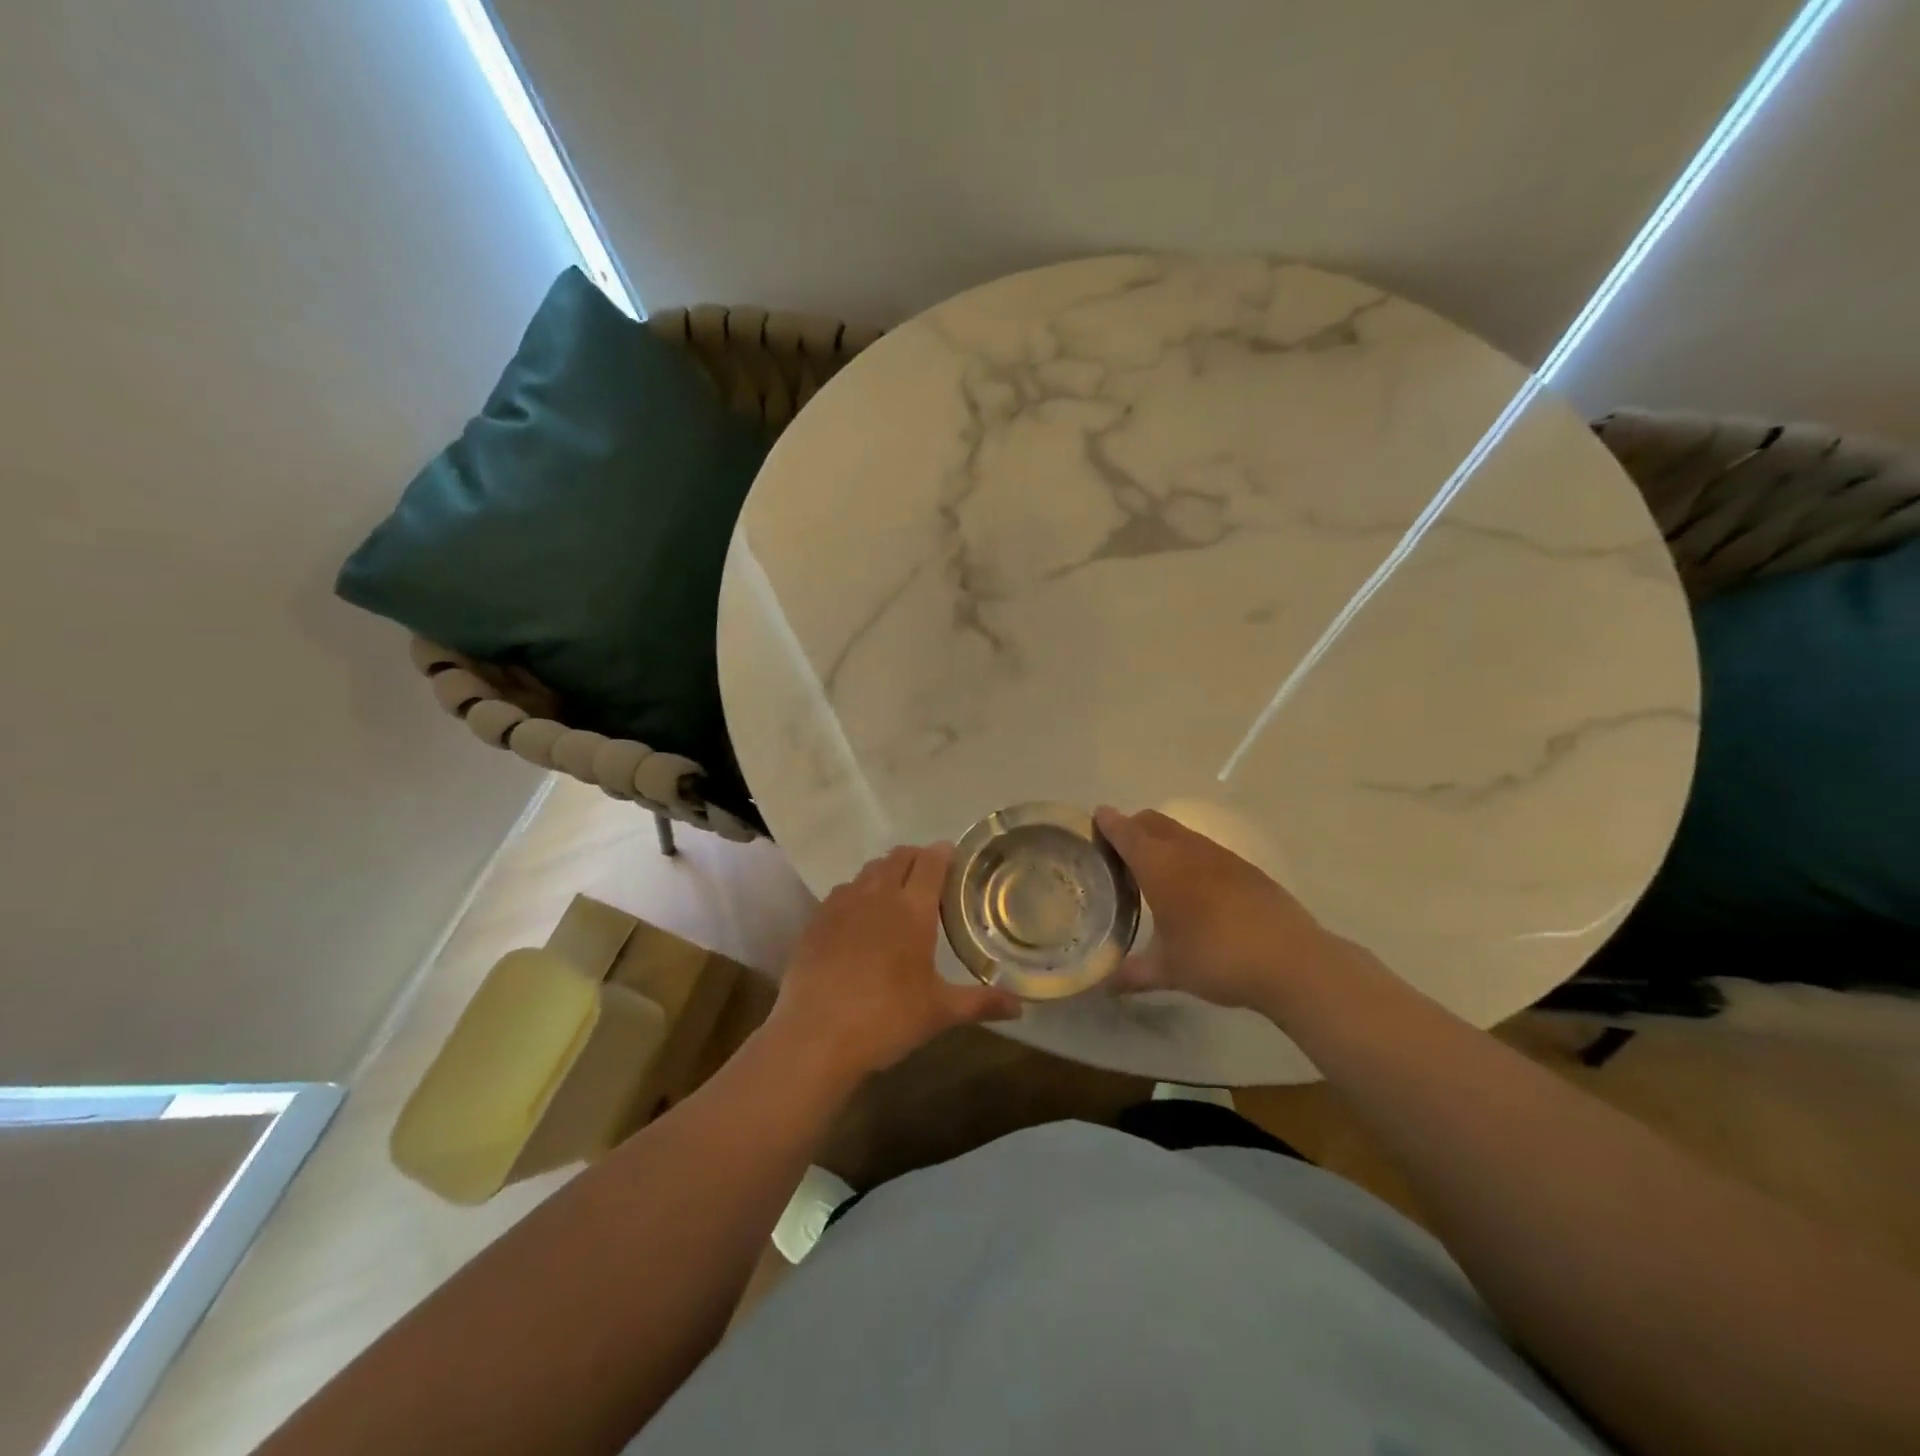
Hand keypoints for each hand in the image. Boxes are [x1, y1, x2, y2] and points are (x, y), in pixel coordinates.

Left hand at [766, 843, 1021, 1085]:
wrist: (815, 1037)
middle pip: (899, 857)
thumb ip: (981, 1003)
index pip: (931, 861)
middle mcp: (877, 895)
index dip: (944, 853)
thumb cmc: (886, 1019)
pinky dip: (858, 893)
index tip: (954, 859)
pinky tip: (860, 920)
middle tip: (930, 879)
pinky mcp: (816, 920)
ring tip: (896, 897)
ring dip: (886, 873)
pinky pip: (842, 891)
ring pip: (869, 871)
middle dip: (917, 859)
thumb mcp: (939, 1012)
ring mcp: (841, 904)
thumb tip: (1020, 1007)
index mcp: (912, 909)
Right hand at [1095, 807, 1360, 1012]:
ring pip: (1181, 833)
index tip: (1094, 820)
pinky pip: (1205, 849)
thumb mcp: (1169, 970)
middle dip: (1132, 827)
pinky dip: (1188, 855)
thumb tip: (1104, 986)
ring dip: (1162, 840)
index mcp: (1160, 866)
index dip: (1107, 822)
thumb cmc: (1217, 958)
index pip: (1126, 831)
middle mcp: (1187, 850)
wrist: (1291, 961)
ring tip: (1154, 871)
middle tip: (1118, 853)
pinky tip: (1194, 889)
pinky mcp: (1245, 867)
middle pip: (1152, 821)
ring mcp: (1220, 855)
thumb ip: (1133, 973)